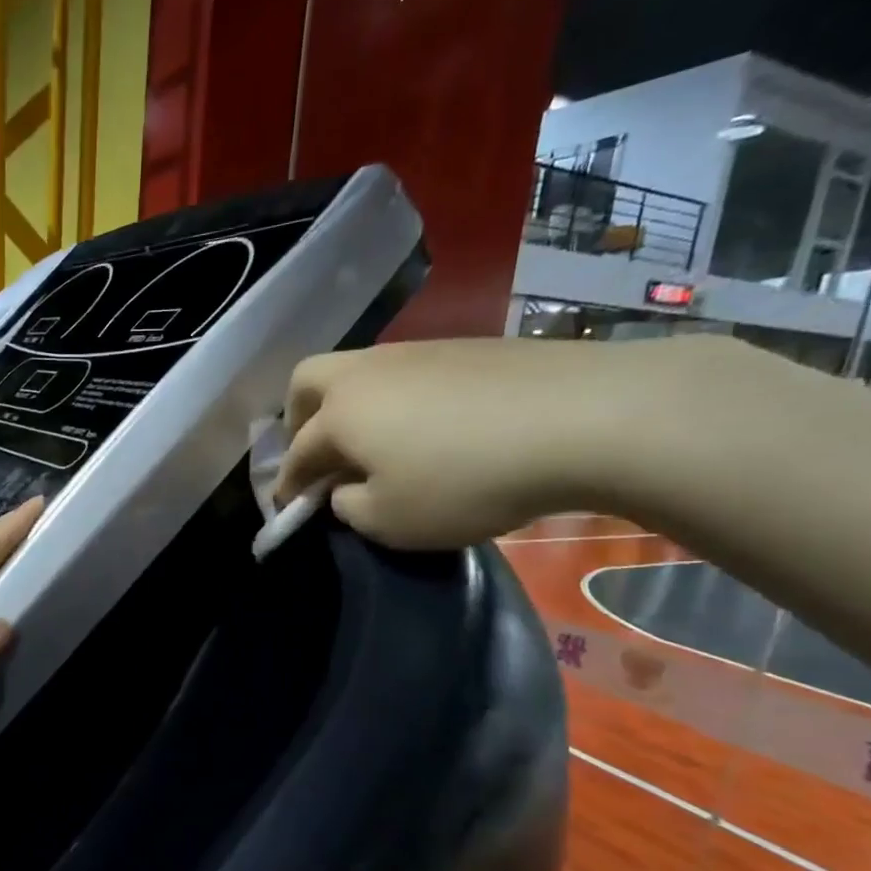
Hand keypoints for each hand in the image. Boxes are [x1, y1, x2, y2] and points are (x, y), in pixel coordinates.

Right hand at [273, 337, 701, 548]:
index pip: (297, 453)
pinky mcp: (462, 348)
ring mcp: (415, 352)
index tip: (288, 508)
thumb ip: (349, 509)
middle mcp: (366, 372)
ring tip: (375, 444)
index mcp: (339, 414)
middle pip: (307, 381)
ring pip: (358, 372)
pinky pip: (406, 373)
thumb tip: (346, 490)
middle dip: (298, 419)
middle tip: (316, 455)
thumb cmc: (466, 481)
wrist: (581, 417)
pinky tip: (428, 427)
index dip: (288, 485)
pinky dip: (396, 400)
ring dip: (350, 407)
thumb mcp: (391, 521)